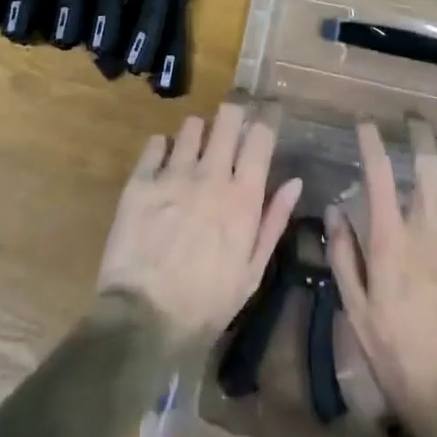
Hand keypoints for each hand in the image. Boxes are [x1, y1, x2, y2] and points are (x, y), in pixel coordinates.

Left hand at [97, 101, 303, 344]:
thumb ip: (274, 221)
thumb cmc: (206, 303)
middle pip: (228, 118)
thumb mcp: (251, 271)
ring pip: (192, 125)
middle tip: (230, 126)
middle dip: (233, 115)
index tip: (262, 124)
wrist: (144, 320)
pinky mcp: (141, 180)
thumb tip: (295, 181)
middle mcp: (210, 175)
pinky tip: (164, 163)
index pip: (259, 137)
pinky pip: (156, 143)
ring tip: (194, 150)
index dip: (263, 124)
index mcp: (242, 197)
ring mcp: (173, 174)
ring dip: (197, 133)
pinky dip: (163, 148)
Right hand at [326, 118, 436, 428]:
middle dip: (419, 134)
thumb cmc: (399, 357)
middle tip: (413, 121)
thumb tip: (335, 210)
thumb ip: (344, 255)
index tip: (365, 120)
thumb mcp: (357, 312)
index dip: (370, 138)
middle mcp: (429, 229)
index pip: (378, 171)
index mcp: (392, 237)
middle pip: (428, 164)